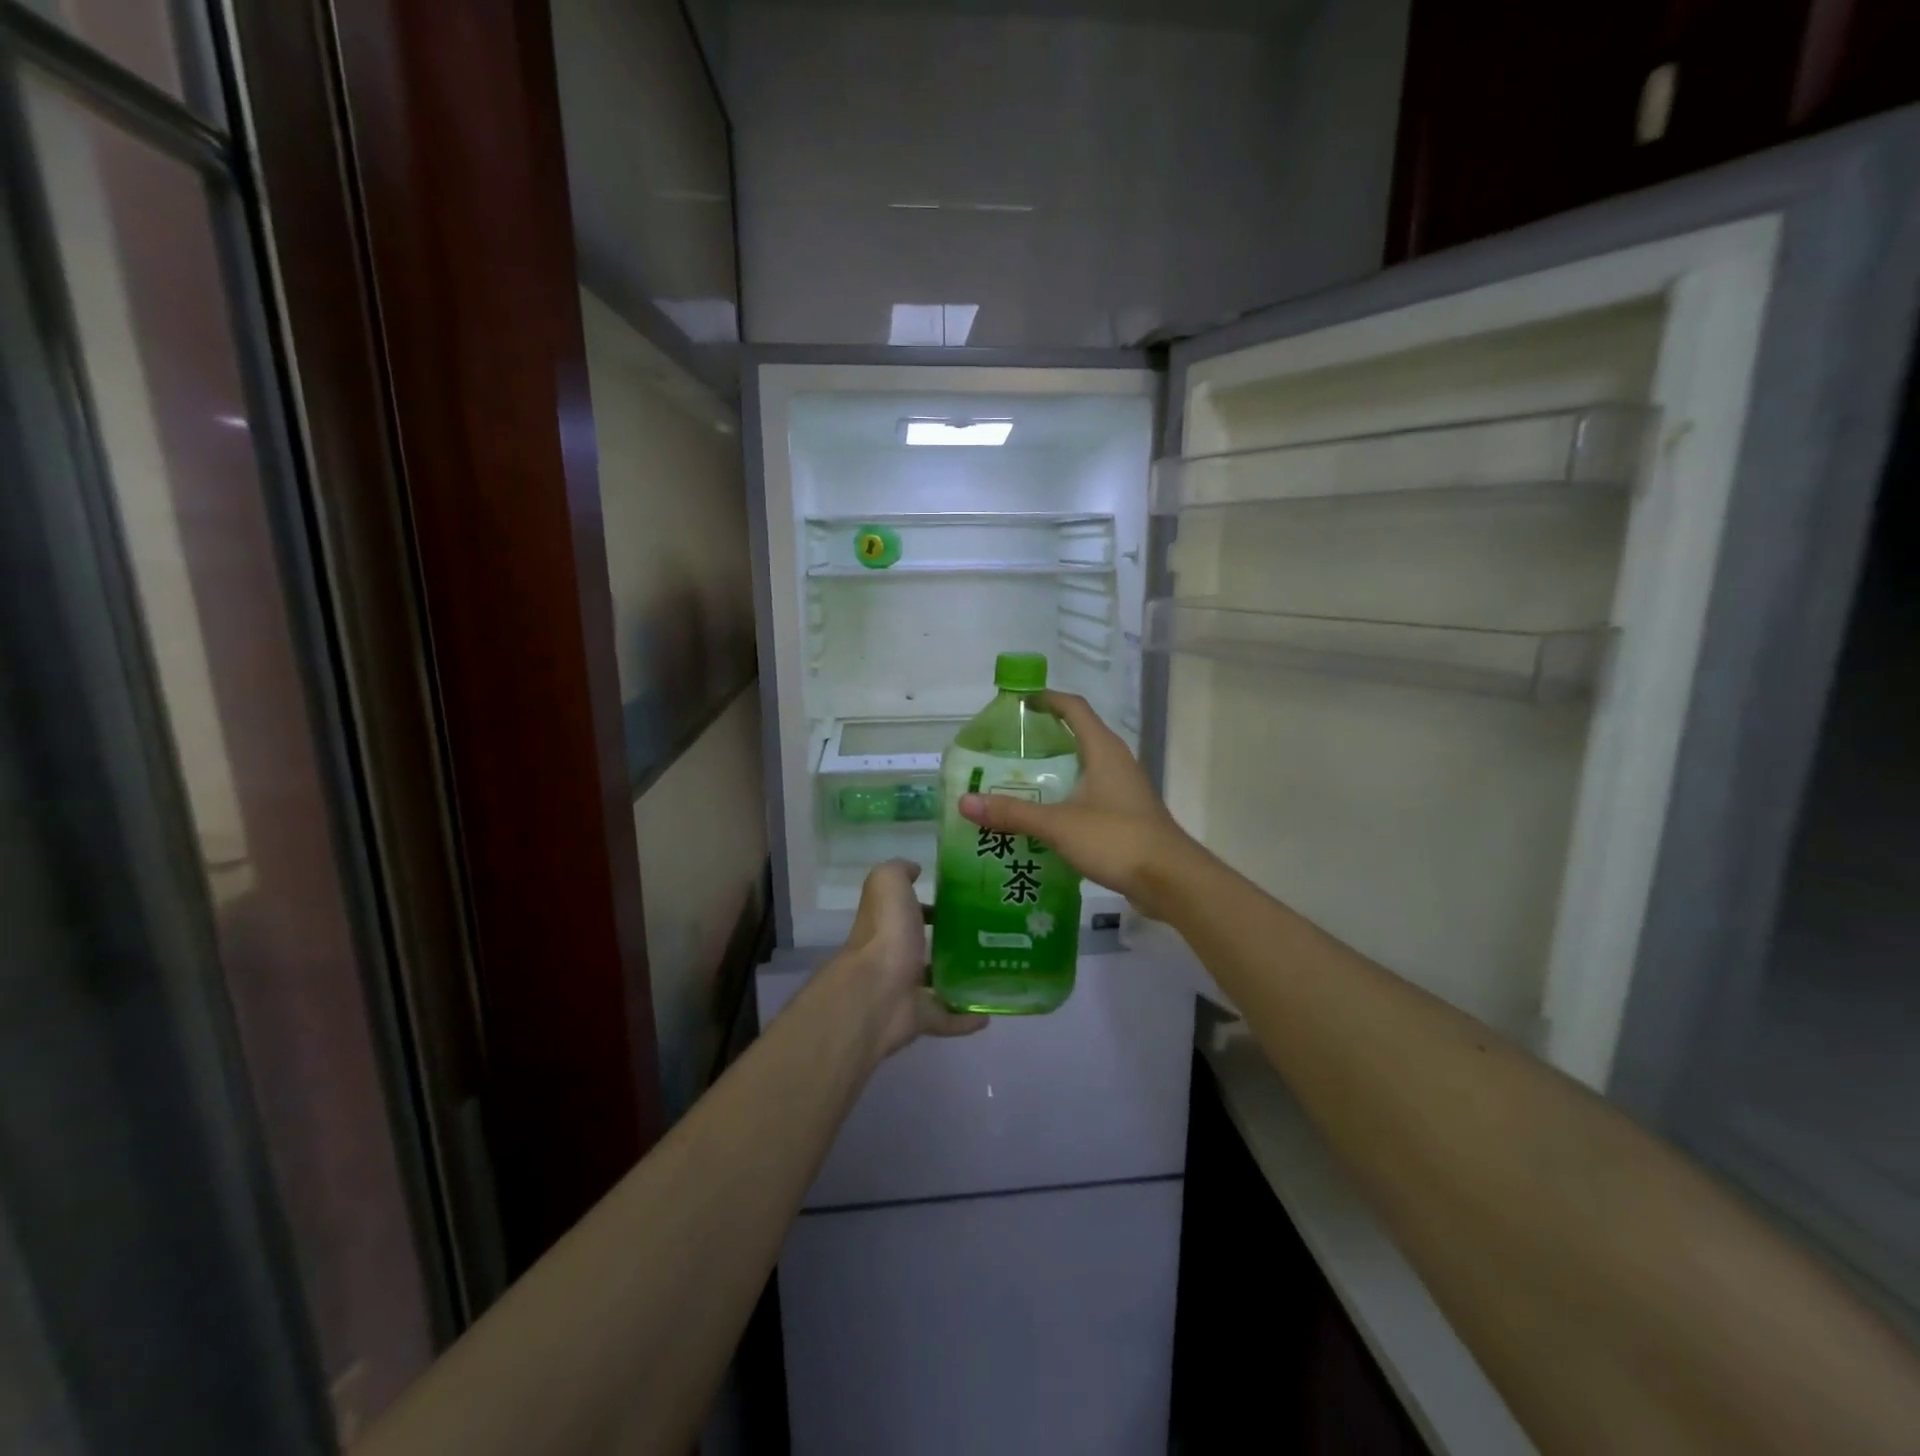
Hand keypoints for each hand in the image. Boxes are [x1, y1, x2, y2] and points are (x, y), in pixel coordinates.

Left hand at [839, 859, 986, 1057]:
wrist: (877, 993)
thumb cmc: (886, 933)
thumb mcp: (888, 884)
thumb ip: (898, 871)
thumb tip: (914, 869)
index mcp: (888, 923)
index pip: (906, 911)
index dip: (926, 905)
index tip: (959, 901)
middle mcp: (894, 954)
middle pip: (920, 946)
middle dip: (947, 941)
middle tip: (987, 934)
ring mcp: (905, 989)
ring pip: (933, 982)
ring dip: (957, 979)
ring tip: (993, 970)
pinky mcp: (918, 1018)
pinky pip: (946, 1018)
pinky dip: (965, 1019)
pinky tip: (989, 1014)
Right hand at [959, 692, 1204, 922]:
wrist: (1171, 880)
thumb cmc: (1117, 839)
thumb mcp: (1059, 825)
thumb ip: (1012, 813)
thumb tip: (964, 803)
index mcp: (1104, 750)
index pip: (1074, 708)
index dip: (1048, 699)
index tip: (1019, 702)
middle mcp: (1116, 762)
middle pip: (1078, 735)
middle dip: (1044, 737)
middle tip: (1007, 748)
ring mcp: (1124, 789)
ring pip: (1084, 767)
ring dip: (1055, 770)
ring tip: (1018, 782)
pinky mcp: (1126, 815)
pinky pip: (1090, 794)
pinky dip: (1066, 796)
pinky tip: (1045, 817)